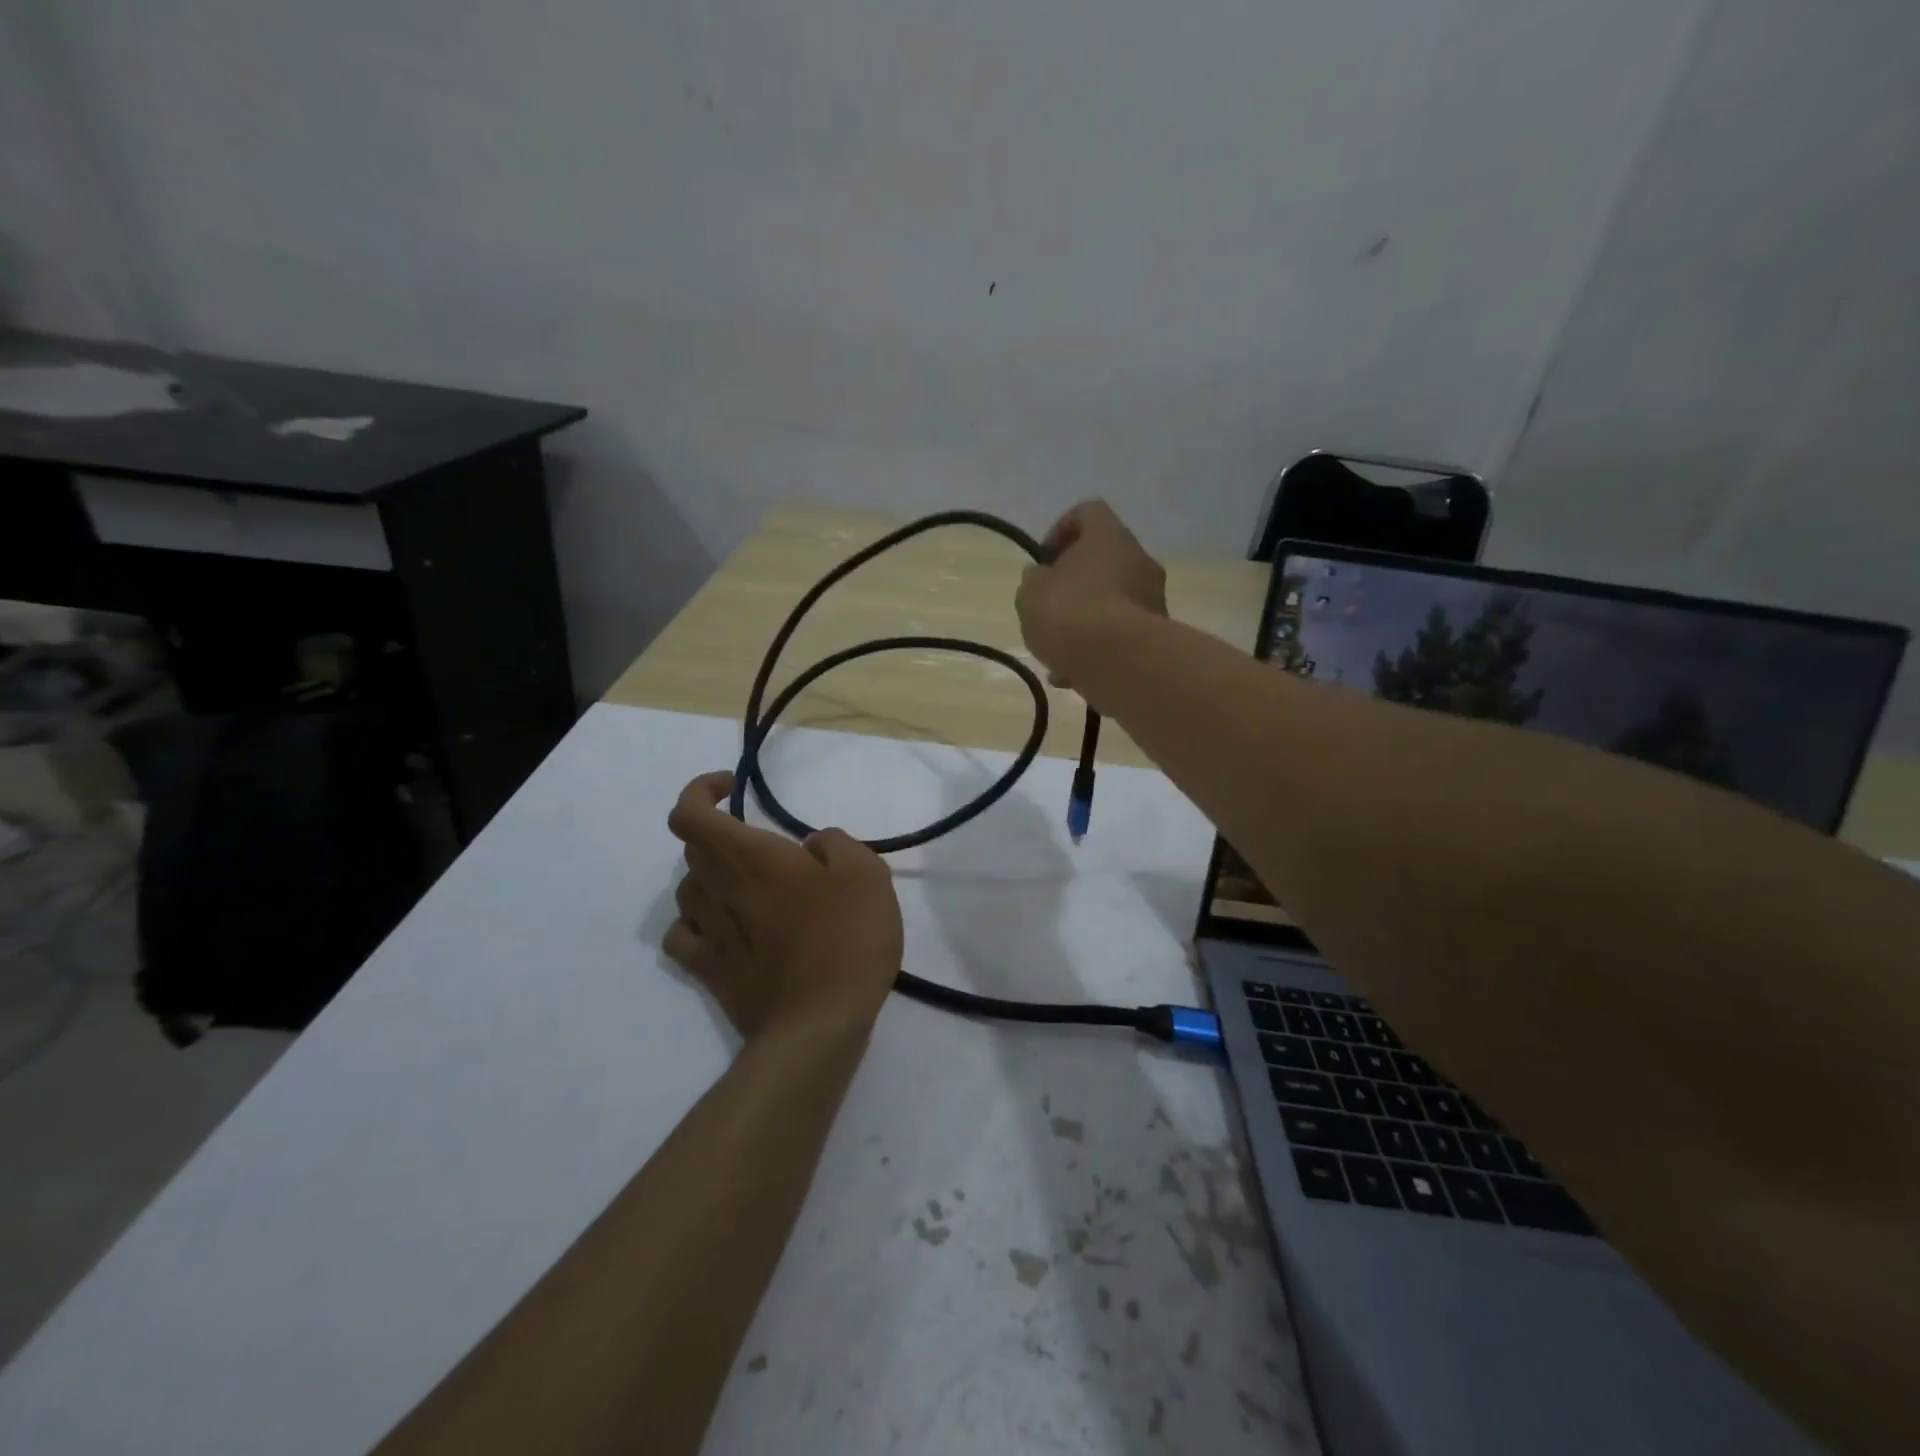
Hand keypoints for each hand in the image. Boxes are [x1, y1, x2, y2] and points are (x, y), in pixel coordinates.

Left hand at [665, 773, 903, 1040]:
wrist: (819, 1026)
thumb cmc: (845, 939)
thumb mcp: (866, 872)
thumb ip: (835, 843)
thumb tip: (811, 847)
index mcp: (750, 858)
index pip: (690, 813)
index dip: (701, 790)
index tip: (734, 787)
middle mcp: (718, 890)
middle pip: (693, 849)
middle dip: (723, 835)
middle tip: (768, 848)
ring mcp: (708, 934)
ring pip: (688, 889)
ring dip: (713, 877)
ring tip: (753, 887)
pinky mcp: (710, 972)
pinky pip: (683, 936)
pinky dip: (696, 923)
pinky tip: (724, 928)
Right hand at [1017, 500, 1167, 685]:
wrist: (1118, 662)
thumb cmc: (1069, 613)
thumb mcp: (1031, 593)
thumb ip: (1034, 580)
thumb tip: (1043, 578)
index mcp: (1109, 536)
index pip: (1087, 512)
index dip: (1060, 530)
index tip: (1043, 561)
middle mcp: (1139, 560)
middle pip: (1103, 561)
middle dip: (1073, 585)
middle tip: (1049, 607)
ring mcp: (1153, 599)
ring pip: (1111, 602)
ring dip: (1084, 622)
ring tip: (1056, 652)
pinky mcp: (1156, 637)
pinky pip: (1120, 636)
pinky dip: (1097, 650)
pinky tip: (1072, 675)